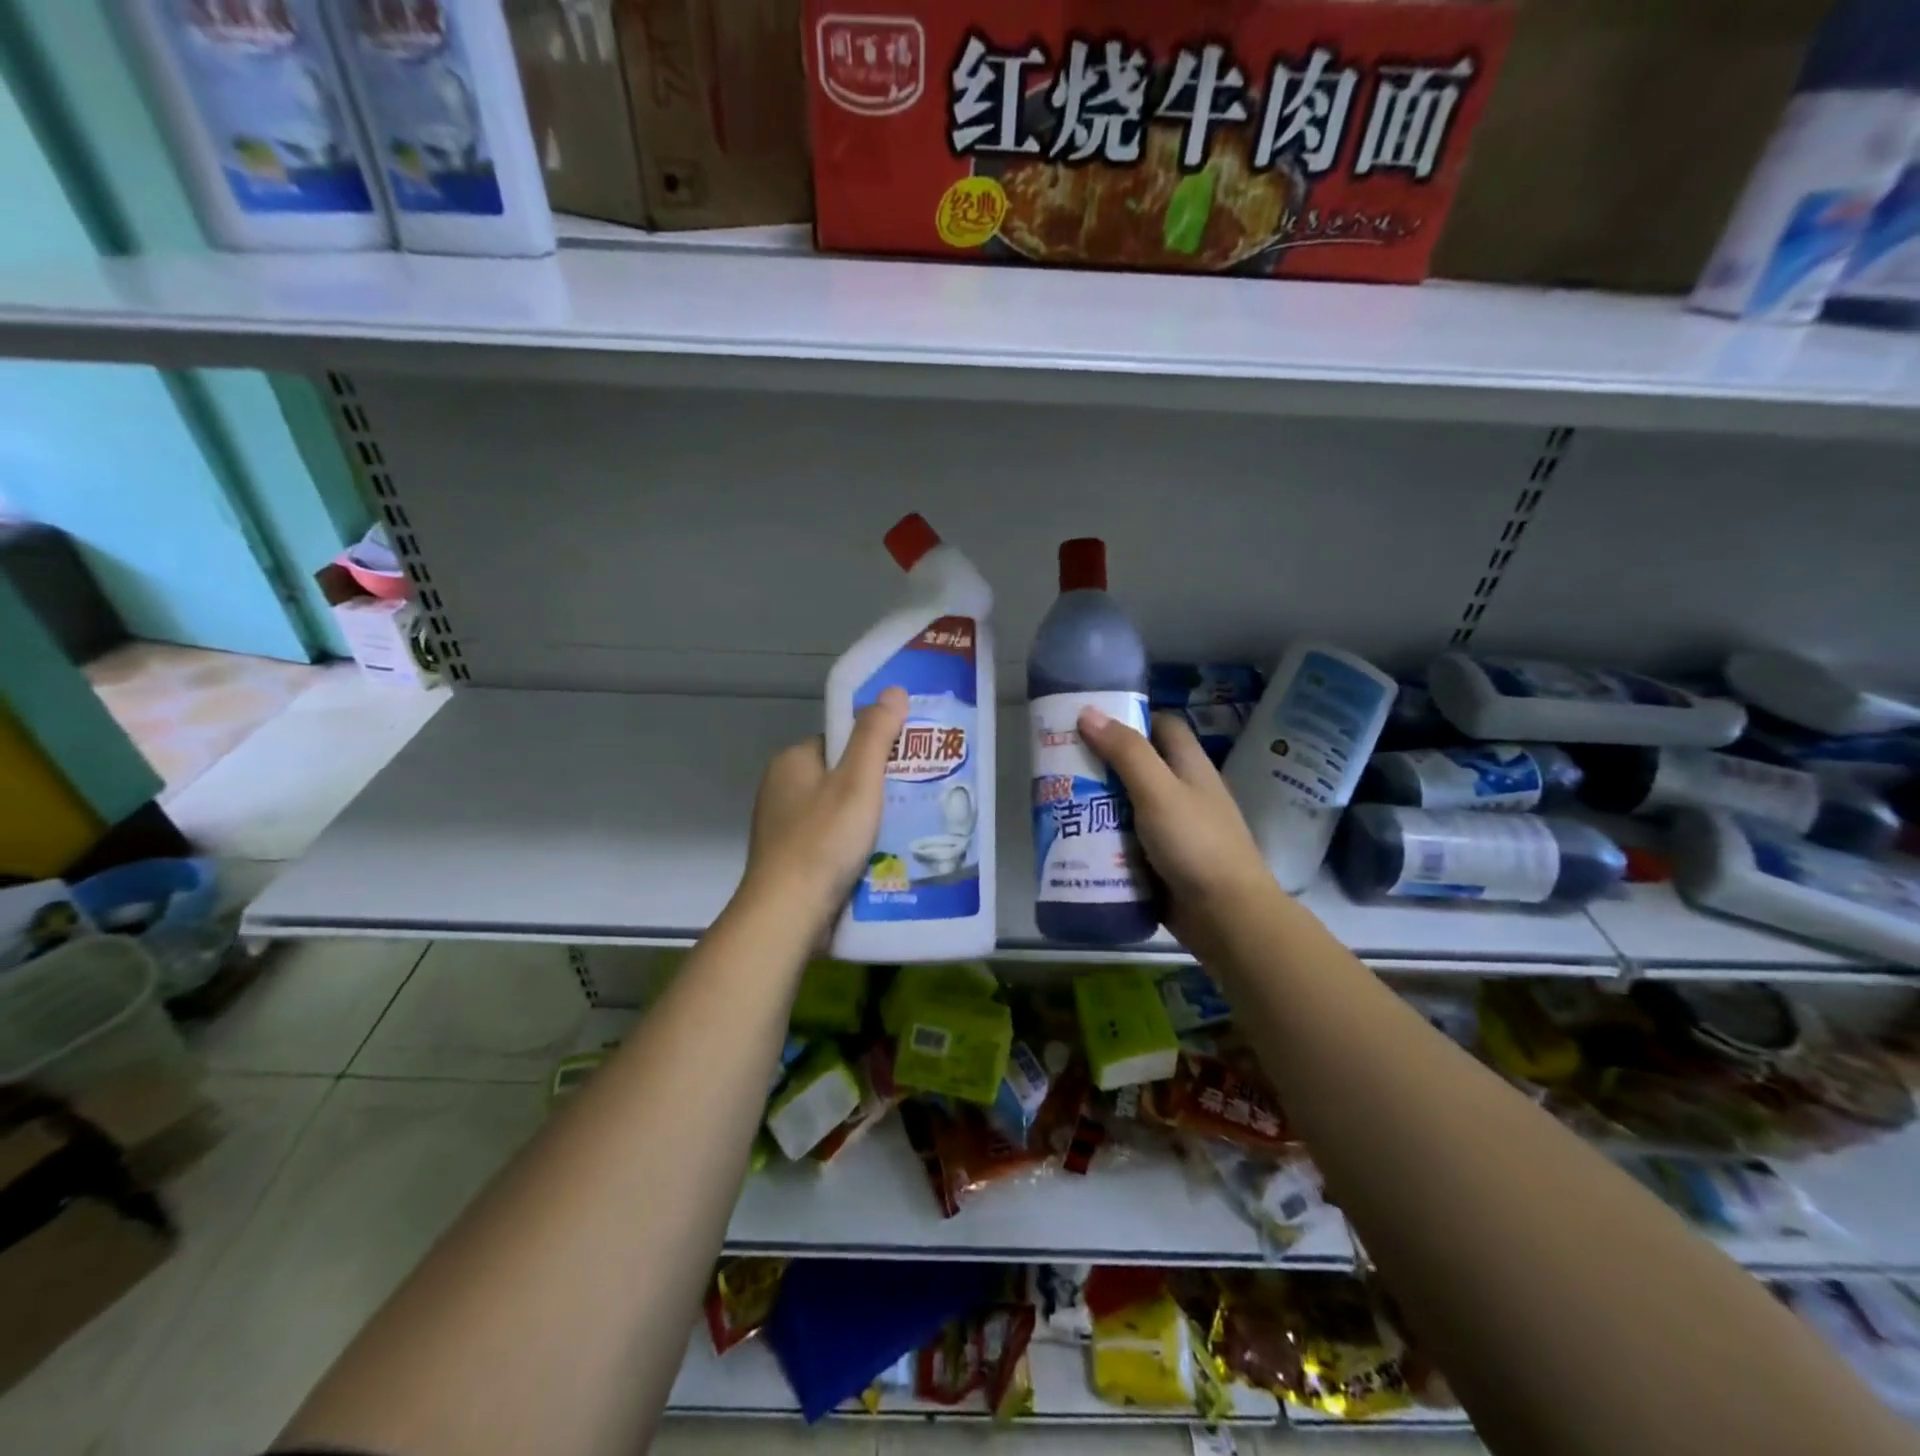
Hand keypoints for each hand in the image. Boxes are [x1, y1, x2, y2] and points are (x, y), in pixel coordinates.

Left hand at [742, 687, 909, 924]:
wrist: (787, 915)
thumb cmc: (823, 840)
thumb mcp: (857, 781)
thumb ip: (875, 735)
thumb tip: (893, 691)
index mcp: (792, 762)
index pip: (841, 741)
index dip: (875, 749)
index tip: (907, 763)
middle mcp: (782, 790)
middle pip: (842, 777)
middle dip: (877, 788)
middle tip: (915, 799)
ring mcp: (784, 828)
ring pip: (839, 813)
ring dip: (869, 821)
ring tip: (907, 829)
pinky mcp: (791, 861)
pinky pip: (832, 842)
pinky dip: (855, 847)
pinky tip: (882, 858)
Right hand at [1077, 706, 1276, 942]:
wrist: (1226, 917)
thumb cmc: (1196, 844)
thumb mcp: (1158, 791)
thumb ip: (1126, 752)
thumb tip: (1088, 712)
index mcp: (1189, 766)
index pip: (1162, 726)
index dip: (1130, 718)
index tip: (1089, 722)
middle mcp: (1182, 793)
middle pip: (1138, 766)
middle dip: (1100, 764)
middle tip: (1060, 765)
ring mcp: (1172, 829)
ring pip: (1128, 806)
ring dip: (1097, 804)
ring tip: (1057, 801)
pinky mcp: (1160, 860)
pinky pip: (1126, 841)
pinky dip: (1104, 839)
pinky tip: (1075, 841)